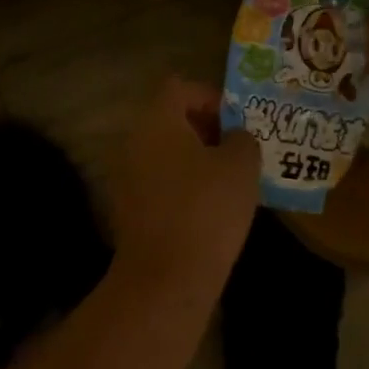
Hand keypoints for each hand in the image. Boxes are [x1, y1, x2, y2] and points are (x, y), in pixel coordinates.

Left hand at [103, 77, 260, 296]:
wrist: (166, 280)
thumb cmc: (207, 209)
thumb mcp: (241, 165)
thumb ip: (242, 139)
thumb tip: (234, 137)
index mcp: (157, 122)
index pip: (181, 88)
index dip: (212, 97)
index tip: (237, 122)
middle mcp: (134, 142)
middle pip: (172, 120)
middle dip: (207, 130)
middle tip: (239, 150)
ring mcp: (126, 178)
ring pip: (167, 154)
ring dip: (197, 160)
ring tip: (230, 181)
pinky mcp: (129, 211)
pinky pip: (160, 184)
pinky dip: (183, 187)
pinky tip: (211, 210)